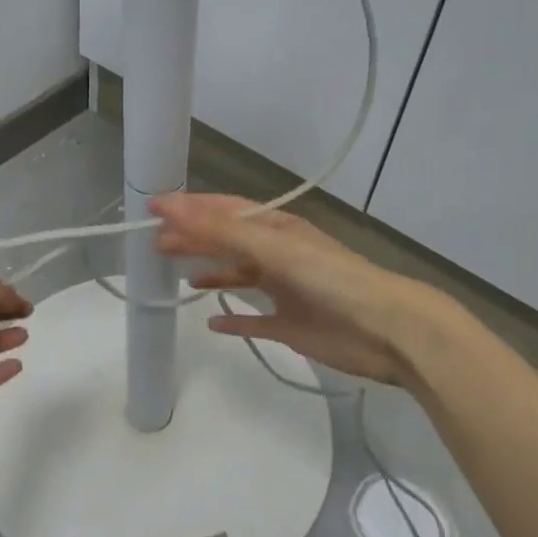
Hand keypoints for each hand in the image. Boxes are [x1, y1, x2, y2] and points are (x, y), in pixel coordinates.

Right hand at [153, 193, 433, 385]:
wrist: (384, 329)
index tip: (153, 210)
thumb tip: (169, 207)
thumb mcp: (271, 246)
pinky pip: (254, 319)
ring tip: (181, 276)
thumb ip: (219, 230)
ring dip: (212, 273)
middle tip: (157, 246)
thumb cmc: (328, 278)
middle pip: (227, 242)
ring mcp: (284, 290)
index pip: (224, 210)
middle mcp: (279, 255)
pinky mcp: (289, 325)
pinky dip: (233, 319)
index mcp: (276, 229)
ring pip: (240, 277)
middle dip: (194, 240)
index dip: (189, 208)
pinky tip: (213, 322)